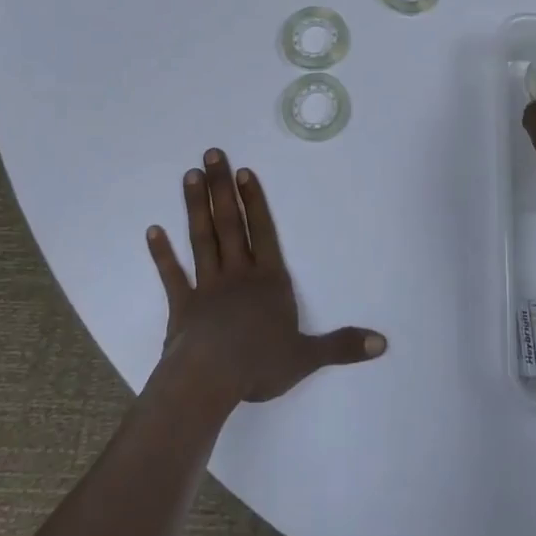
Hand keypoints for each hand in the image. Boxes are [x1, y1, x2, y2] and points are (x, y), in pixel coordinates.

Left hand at [146, 149, 386, 405]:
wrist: (210, 380)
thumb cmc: (260, 364)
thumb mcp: (307, 356)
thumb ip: (342, 346)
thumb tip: (382, 344)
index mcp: (269, 282)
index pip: (263, 233)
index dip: (254, 202)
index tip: (243, 172)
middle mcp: (238, 274)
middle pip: (230, 224)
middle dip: (222, 188)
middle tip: (212, 154)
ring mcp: (207, 287)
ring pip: (202, 239)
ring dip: (196, 207)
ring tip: (190, 176)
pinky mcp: (182, 306)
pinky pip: (172, 275)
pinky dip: (162, 253)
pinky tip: (153, 230)